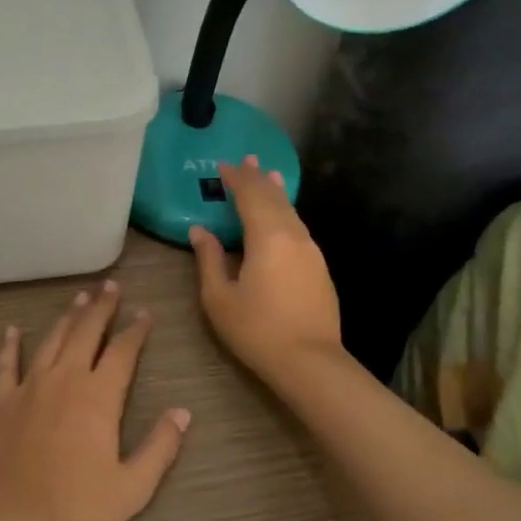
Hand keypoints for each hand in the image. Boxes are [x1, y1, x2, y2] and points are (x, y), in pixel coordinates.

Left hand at [0, 281, 190, 520]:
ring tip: (79, 297)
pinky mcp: (3, 399)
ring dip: (68, 317)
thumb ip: (160, 447)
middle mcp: (66, 378)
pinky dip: (9, 345)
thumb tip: (183, 412)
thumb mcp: (132, 486)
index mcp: (99, 395)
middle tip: (110, 286)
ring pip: (53, 339)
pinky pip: (6, 364)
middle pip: (87, 332)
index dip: (136, 329)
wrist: (13, 516)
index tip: (144, 311)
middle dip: (102, 307)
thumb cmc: (77, 504)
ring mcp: (31, 385)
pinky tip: (11, 330)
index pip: (123, 351)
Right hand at [189, 156, 342, 383]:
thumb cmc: (257, 330)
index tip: (223, 165)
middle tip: (248, 158)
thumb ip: (209, 259)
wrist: (311, 362)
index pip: (250, 196)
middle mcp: (293, 235)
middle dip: (258, 177)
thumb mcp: (219, 298)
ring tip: (268, 175)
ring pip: (291, 211)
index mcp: (267, 237)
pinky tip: (282, 216)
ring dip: (276, 192)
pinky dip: (286, 212)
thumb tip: (200, 231)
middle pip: (274, 198)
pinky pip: (298, 227)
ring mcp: (311, 251)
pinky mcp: (319, 267)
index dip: (236, 179)